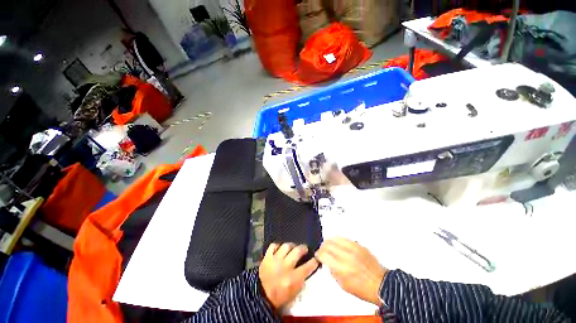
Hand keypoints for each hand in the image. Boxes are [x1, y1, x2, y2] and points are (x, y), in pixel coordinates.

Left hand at [259, 243, 318, 310]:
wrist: (261, 297)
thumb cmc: (279, 297)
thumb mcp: (295, 292)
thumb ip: (302, 279)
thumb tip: (307, 267)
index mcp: (293, 278)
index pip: (308, 266)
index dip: (314, 261)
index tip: (316, 258)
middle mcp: (285, 266)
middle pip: (298, 251)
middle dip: (303, 248)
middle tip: (305, 249)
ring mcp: (275, 260)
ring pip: (286, 246)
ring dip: (292, 245)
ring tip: (293, 247)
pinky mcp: (267, 257)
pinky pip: (274, 245)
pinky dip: (278, 246)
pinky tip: (280, 248)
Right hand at [315, 237, 386, 305]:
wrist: (380, 284)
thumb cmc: (363, 289)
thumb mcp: (343, 285)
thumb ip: (332, 271)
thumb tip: (327, 261)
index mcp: (341, 268)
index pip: (324, 254)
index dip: (318, 254)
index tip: (318, 256)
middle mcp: (346, 256)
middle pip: (328, 244)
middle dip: (322, 247)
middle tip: (322, 251)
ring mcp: (353, 249)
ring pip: (335, 238)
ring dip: (329, 242)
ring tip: (329, 246)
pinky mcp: (358, 245)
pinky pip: (344, 238)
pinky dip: (338, 240)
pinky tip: (338, 244)